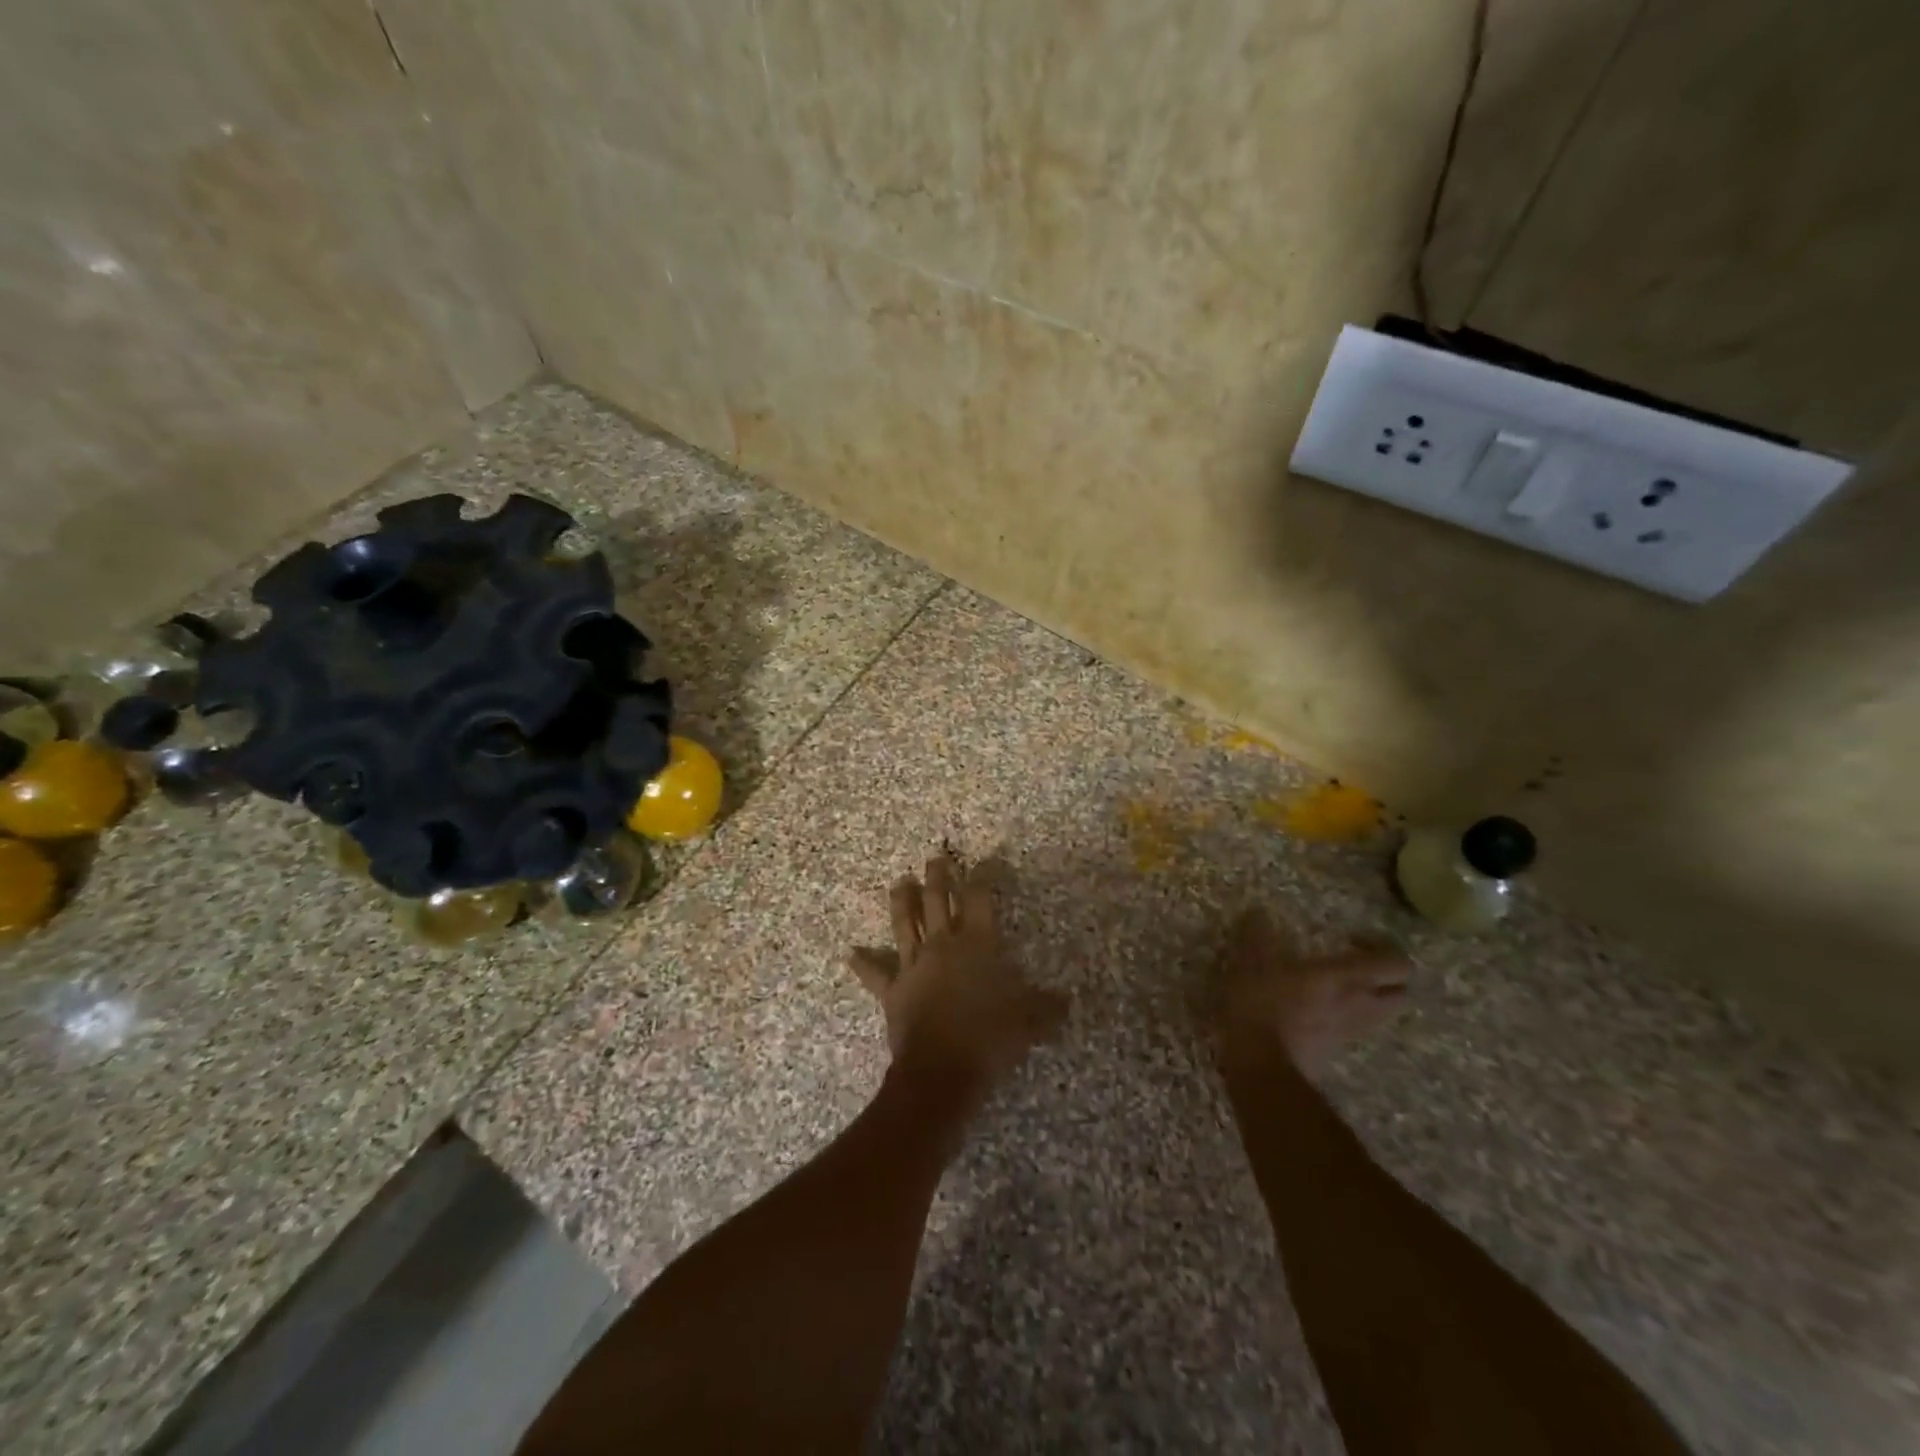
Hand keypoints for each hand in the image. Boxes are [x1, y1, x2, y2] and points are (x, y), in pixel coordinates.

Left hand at [849, 853, 1068, 1093]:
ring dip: (901, 900)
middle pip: (936, 900)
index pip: (980, 899)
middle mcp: (942, 945)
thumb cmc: (989, 1038)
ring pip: (904, 924)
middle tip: (936, 858)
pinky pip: (875, 973)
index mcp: (976, 944)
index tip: (985, 862)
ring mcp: (913, 965)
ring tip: (899, 882)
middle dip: (937, 876)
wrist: (942, 1070)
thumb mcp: (1028, 1022)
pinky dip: (864, 962)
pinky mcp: (893, 989)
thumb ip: (1046, 1007)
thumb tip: (1066, 1001)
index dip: (982, 877)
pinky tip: (851, 953)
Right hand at [1217, 908, 1410, 1078]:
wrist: (1261, 1067)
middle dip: (1385, 976)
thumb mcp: (1250, 962)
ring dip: (1370, 997)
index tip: (1350, 938)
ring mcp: (1351, 1031)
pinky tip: (1318, 1008)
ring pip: (1382, 1013)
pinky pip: (1356, 1027)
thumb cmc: (1261, 1006)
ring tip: (1337, 985)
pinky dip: (1348, 1015)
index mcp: (1347, 978)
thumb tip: (1259, 913)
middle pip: (1401, 993)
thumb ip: (1257, 935)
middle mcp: (1360, 1004)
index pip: (1396, 963)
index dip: (1383, 946)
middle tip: (1354, 963)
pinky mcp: (1336, 1049)